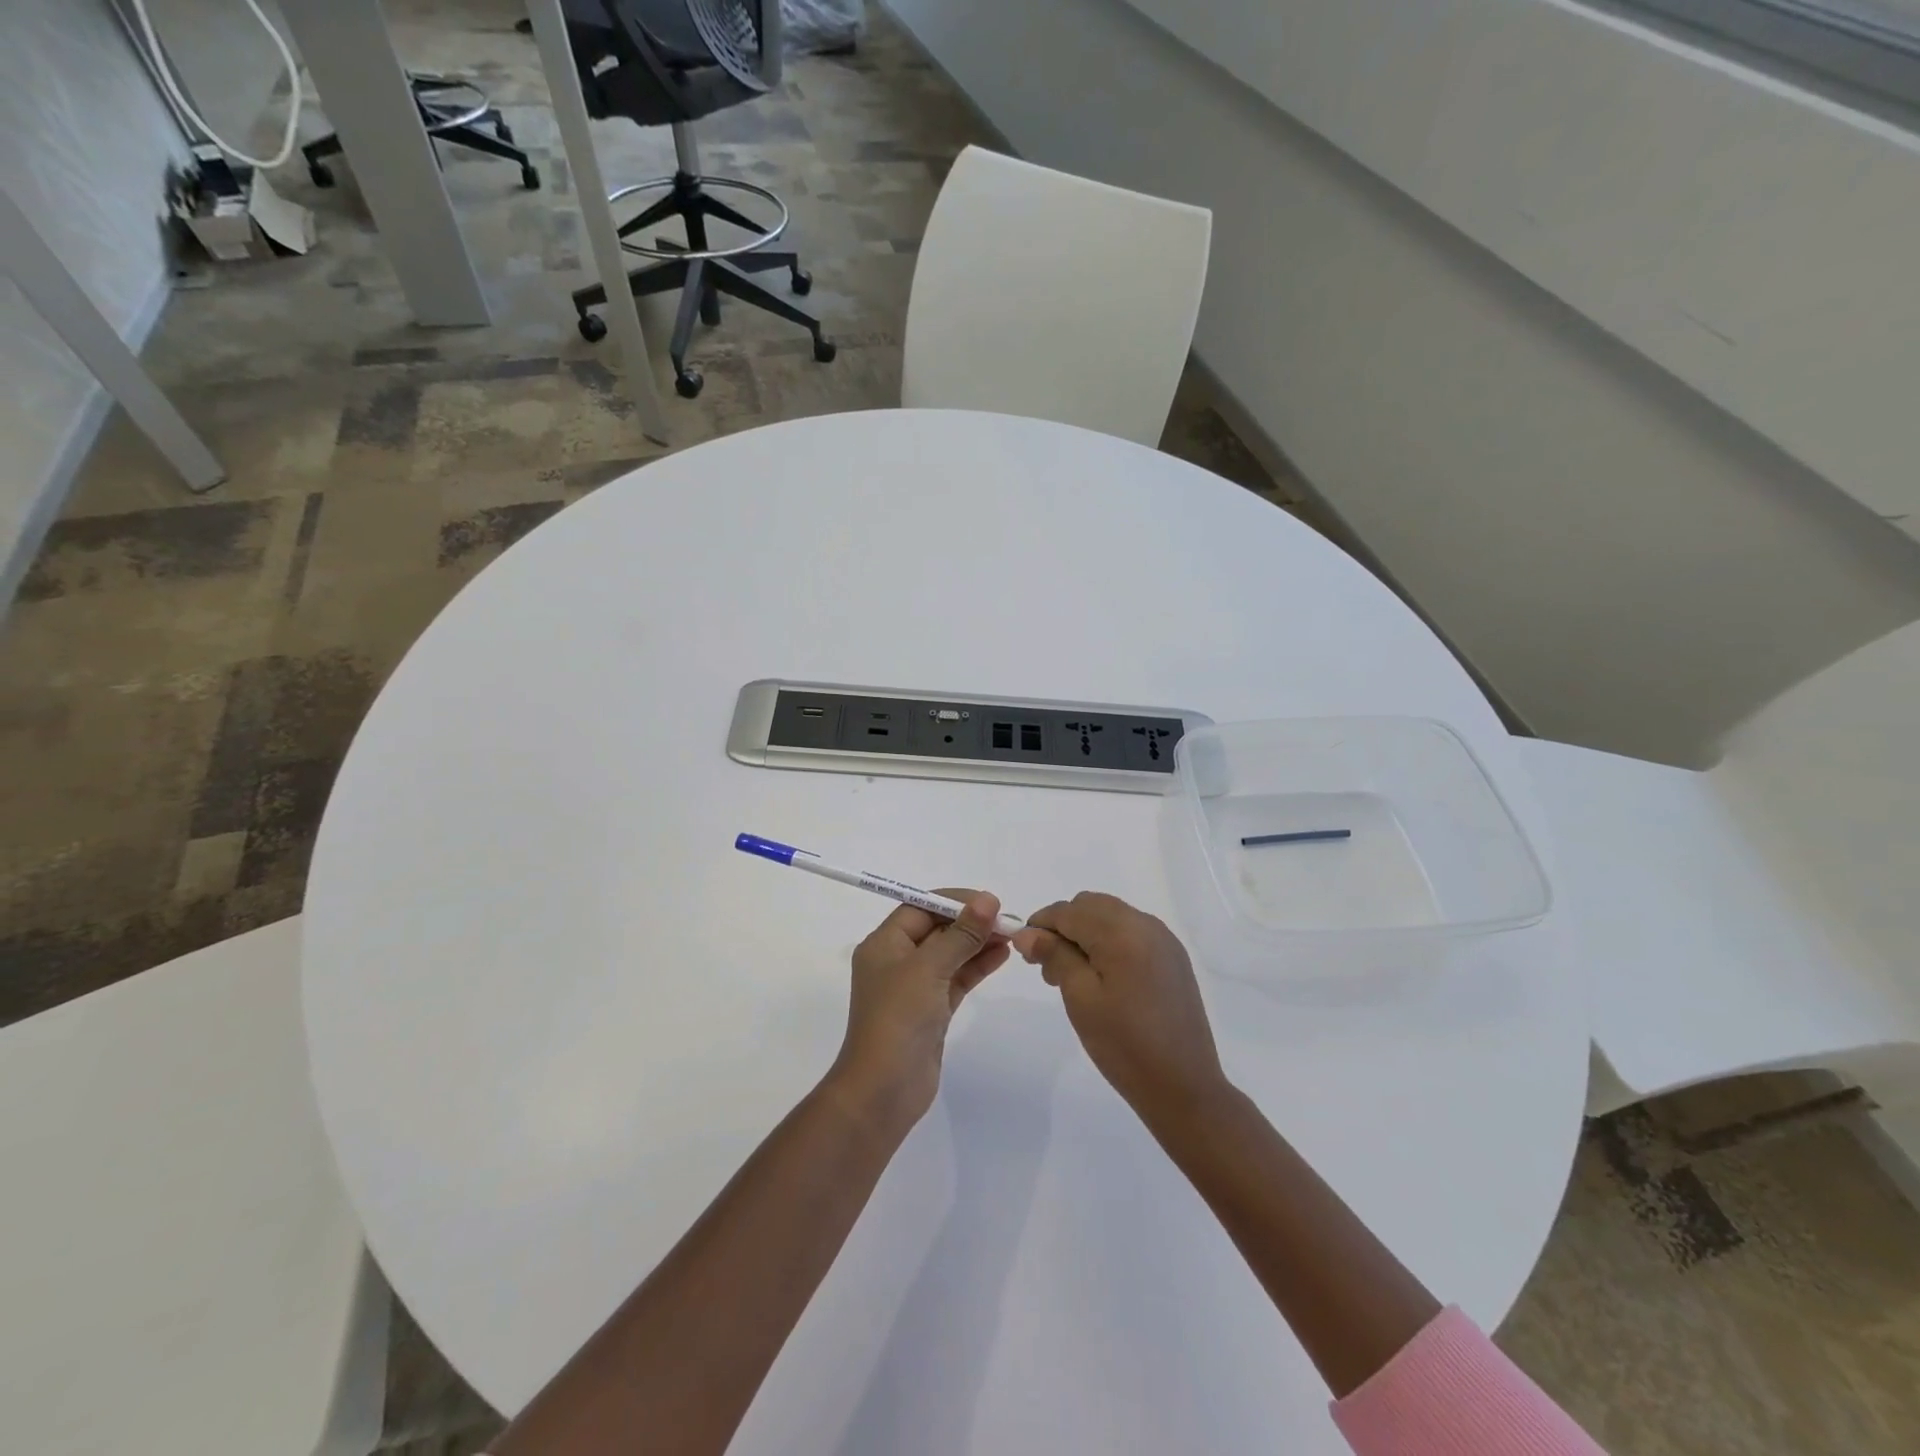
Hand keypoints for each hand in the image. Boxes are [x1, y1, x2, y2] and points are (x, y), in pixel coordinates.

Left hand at [829, 891, 1009, 1131]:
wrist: (883, 1090)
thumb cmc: (898, 1018)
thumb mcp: (929, 968)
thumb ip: (961, 934)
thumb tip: (987, 900)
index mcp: (884, 944)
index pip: (920, 908)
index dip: (954, 901)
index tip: (989, 901)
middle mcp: (896, 961)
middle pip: (937, 929)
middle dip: (970, 922)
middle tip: (1008, 920)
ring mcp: (914, 988)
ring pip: (950, 955)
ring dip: (978, 943)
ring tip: (1012, 935)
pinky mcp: (931, 1011)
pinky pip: (957, 979)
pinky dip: (977, 966)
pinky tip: (1002, 955)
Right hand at [1012, 893, 1227, 1130]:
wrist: (1184, 1087)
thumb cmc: (1124, 1045)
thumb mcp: (1080, 998)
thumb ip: (1054, 956)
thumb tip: (1026, 933)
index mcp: (1121, 932)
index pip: (1068, 911)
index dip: (1040, 925)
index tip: (1024, 951)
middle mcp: (1145, 924)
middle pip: (1090, 905)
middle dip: (1064, 926)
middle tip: (1048, 966)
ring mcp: (1163, 940)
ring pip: (1111, 915)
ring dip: (1085, 932)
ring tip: (1072, 975)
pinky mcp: (1173, 957)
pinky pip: (1132, 931)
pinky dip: (1109, 941)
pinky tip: (1103, 976)